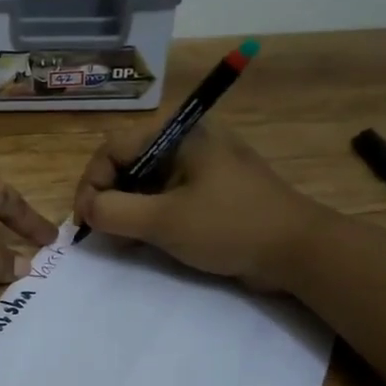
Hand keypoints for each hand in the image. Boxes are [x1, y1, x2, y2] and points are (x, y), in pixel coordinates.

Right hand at [72, 123, 332, 290]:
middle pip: (128, 163)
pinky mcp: (212, 190)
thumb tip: (87, 210)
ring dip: (127, 210)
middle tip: (99, 232)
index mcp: (179, 133)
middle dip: (108, 198)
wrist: (301, 252)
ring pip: (146, 182)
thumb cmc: (230, 226)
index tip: (84, 221)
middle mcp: (189, 141)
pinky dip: (149, 215)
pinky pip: (167, 196)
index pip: (113, 148)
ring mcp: (202, 166)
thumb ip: (113, 212)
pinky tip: (144, 240)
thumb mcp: (163, 221)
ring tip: (120, 240)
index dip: (91, 184)